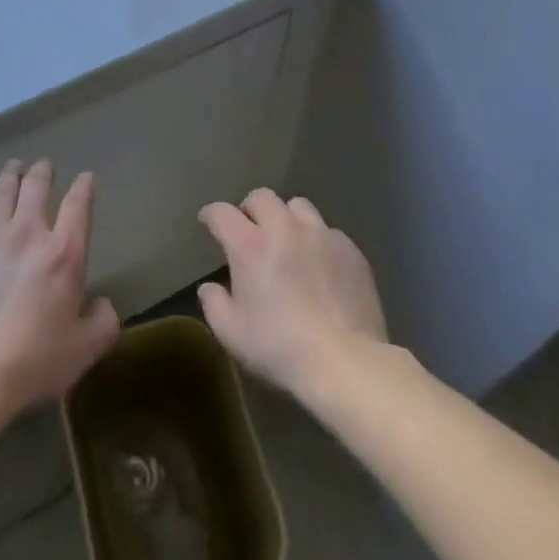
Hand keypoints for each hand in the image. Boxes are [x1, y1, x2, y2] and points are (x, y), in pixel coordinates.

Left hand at [0, 159, 119, 419]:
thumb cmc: (33, 362)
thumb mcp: (85, 350)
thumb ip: (104, 322)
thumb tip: (102, 304)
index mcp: (64, 253)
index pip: (78, 204)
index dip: (84, 187)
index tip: (86, 178)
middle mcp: (27, 233)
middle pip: (36, 186)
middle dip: (43, 171)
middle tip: (44, 167)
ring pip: (1, 192)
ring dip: (11, 177)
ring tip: (13, 170)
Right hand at [197, 189, 387, 395]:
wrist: (346, 362)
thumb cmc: (280, 347)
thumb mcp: (232, 333)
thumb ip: (214, 304)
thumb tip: (209, 287)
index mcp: (249, 245)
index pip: (222, 213)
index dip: (211, 215)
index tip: (208, 222)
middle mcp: (284, 228)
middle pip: (262, 197)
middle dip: (250, 209)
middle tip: (250, 231)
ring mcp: (321, 235)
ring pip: (298, 206)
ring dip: (287, 218)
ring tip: (288, 241)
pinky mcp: (350, 250)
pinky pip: (328, 231)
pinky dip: (318, 241)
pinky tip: (320, 266)